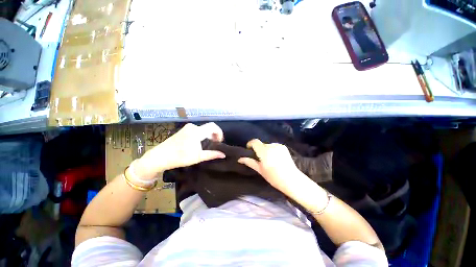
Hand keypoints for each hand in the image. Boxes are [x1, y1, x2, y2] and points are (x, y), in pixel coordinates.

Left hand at [135, 123, 224, 178]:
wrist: (160, 157)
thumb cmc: (180, 157)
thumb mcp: (198, 157)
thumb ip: (212, 154)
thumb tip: (223, 155)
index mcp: (197, 131)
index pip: (213, 126)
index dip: (219, 132)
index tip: (219, 142)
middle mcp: (193, 127)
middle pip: (208, 127)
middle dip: (214, 135)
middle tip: (215, 145)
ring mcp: (187, 128)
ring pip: (202, 129)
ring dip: (208, 135)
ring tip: (208, 145)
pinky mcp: (183, 130)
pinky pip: (197, 130)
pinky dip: (201, 135)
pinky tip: (199, 143)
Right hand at [238, 139, 302, 193]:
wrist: (291, 180)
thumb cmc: (273, 177)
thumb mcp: (260, 170)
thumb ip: (250, 162)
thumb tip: (239, 159)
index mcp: (264, 151)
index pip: (254, 141)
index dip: (250, 144)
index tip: (249, 150)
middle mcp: (271, 145)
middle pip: (261, 144)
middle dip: (258, 149)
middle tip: (259, 159)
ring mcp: (278, 146)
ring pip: (268, 145)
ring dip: (265, 150)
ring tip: (268, 159)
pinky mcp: (284, 147)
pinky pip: (274, 146)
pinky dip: (272, 150)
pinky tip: (275, 158)